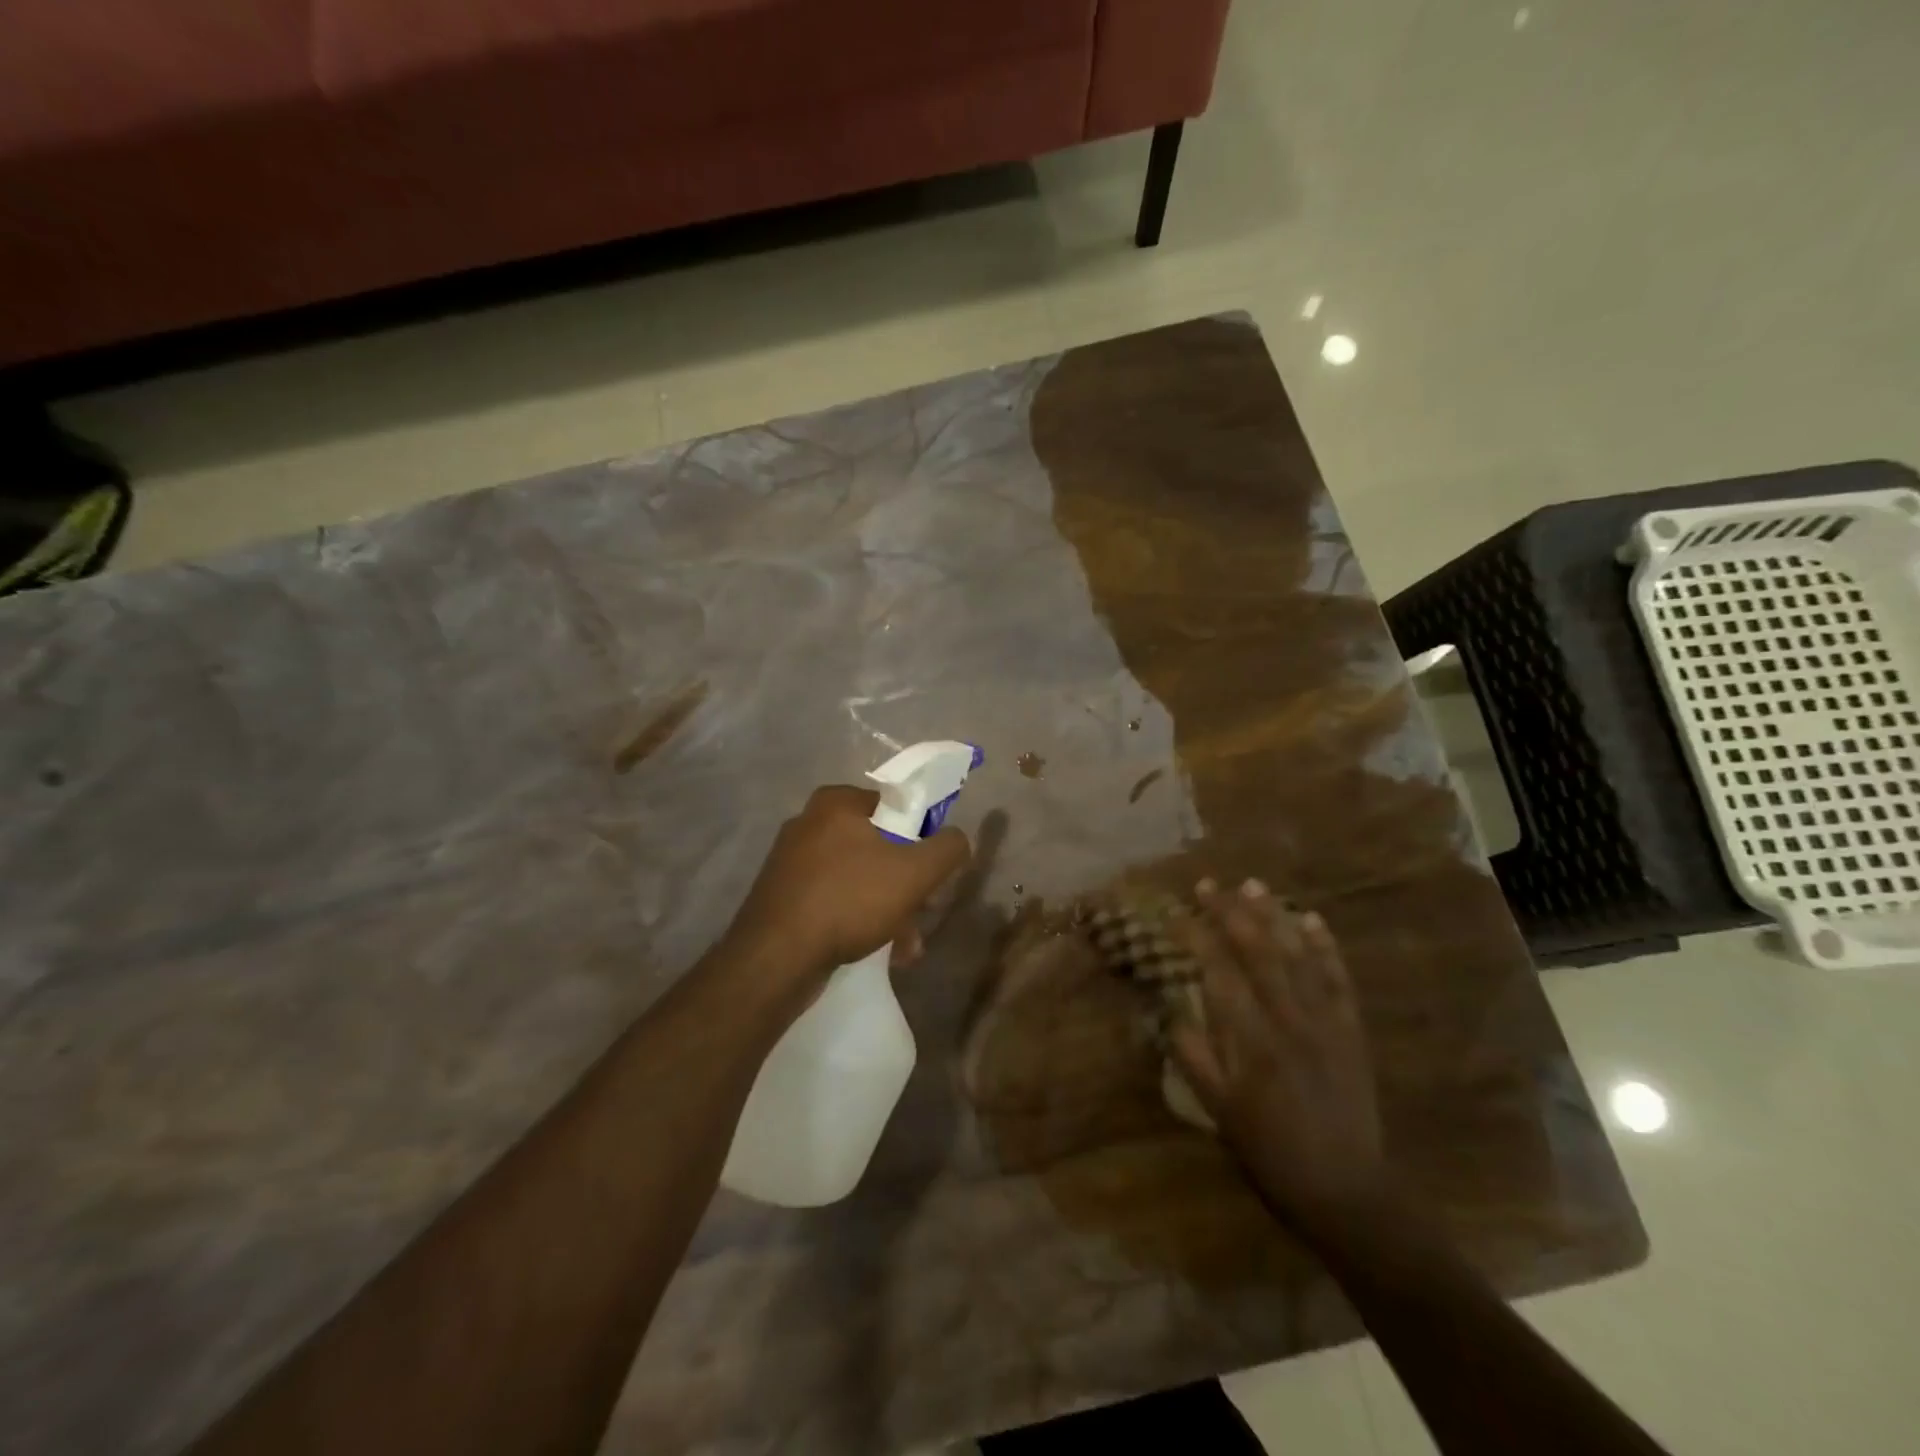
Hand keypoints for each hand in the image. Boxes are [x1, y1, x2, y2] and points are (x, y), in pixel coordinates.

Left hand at [726, 784, 971, 990]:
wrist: (775, 958)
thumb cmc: (849, 900)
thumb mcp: (915, 872)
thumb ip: (948, 848)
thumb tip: (958, 839)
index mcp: (836, 802)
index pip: (895, 806)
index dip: (922, 837)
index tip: (931, 871)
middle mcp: (808, 823)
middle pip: (878, 846)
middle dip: (906, 884)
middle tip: (922, 913)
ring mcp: (791, 861)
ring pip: (858, 878)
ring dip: (888, 909)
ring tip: (905, 947)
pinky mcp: (782, 896)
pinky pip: (833, 900)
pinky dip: (858, 919)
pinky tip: (877, 951)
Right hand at [1169, 879, 1388, 1238]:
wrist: (1344, 1189)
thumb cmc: (1269, 1149)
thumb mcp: (1217, 1109)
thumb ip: (1191, 1054)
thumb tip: (1166, 1006)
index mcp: (1252, 1039)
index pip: (1218, 971)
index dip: (1194, 937)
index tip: (1172, 912)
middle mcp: (1290, 1019)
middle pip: (1257, 951)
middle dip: (1229, 912)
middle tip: (1207, 884)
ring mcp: (1326, 1021)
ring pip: (1297, 955)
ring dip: (1272, 916)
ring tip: (1252, 884)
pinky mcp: (1351, 1030)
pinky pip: (1338, 979)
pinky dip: (1325, 946)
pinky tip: (1311, 919)